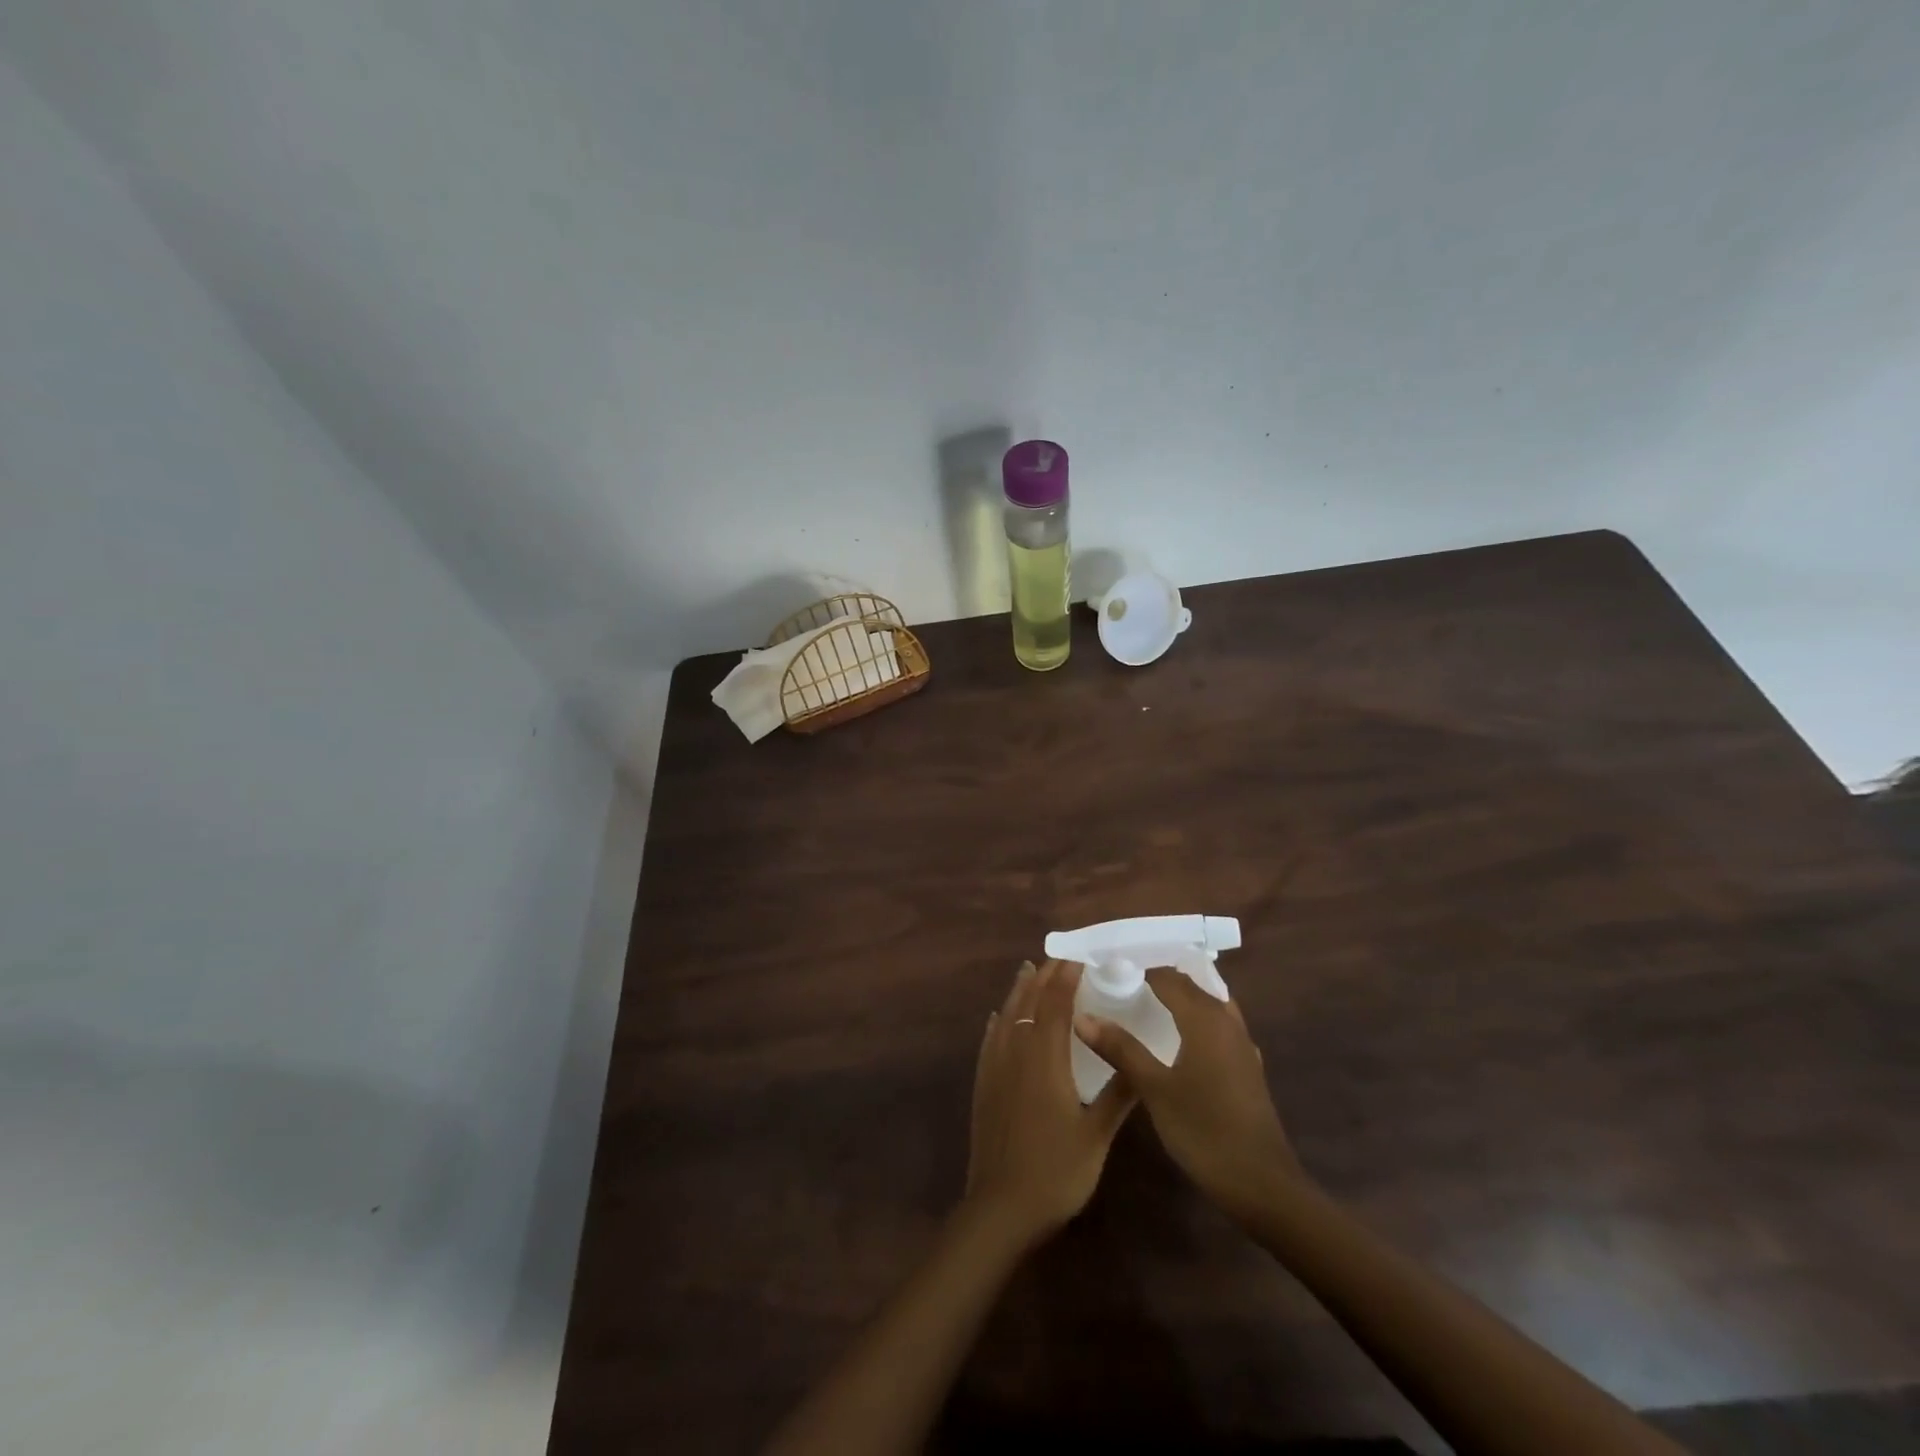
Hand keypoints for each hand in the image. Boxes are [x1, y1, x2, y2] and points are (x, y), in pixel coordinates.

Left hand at [965, 959, 1133, 1246]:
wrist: (1000, 1208)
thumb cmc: (1055, 1172)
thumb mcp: (1096, 1136)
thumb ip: (1118, 1096)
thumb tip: (1141, 1062)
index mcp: (1045, 1059)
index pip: (1055, 1005)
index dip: (1065, 978)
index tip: (1078, 958)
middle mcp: (1016, 1053)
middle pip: (1028, 1003)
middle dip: (1043, 977)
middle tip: (1057, 958)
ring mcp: (995, 1068)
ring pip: (1006, 1016)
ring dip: (1019, 991)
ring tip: (1028, 971)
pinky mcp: (984, 1085)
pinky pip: (989, 1040)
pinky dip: (998, 1021)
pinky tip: (998, 1018)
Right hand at [1074, 966, 1299, 1223]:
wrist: (1263, 1186)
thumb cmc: (1205, 1131)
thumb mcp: (1155, 1089)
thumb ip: (1121, 1048)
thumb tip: (1083, 1016)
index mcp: (1205, 1018)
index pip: (1168, 976)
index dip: (1138, 966)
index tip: (1107, 966)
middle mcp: (1227, 1022)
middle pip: (1190, 985)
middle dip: (1158, 977)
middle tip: (1119, 979)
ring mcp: (1241, 1045)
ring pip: (1208, 1003)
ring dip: (1181, 996)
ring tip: (1144, 1000)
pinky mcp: (1246, 1067)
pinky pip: (1218, 1025)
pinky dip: (1195, 1018)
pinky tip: (1177, 1037)